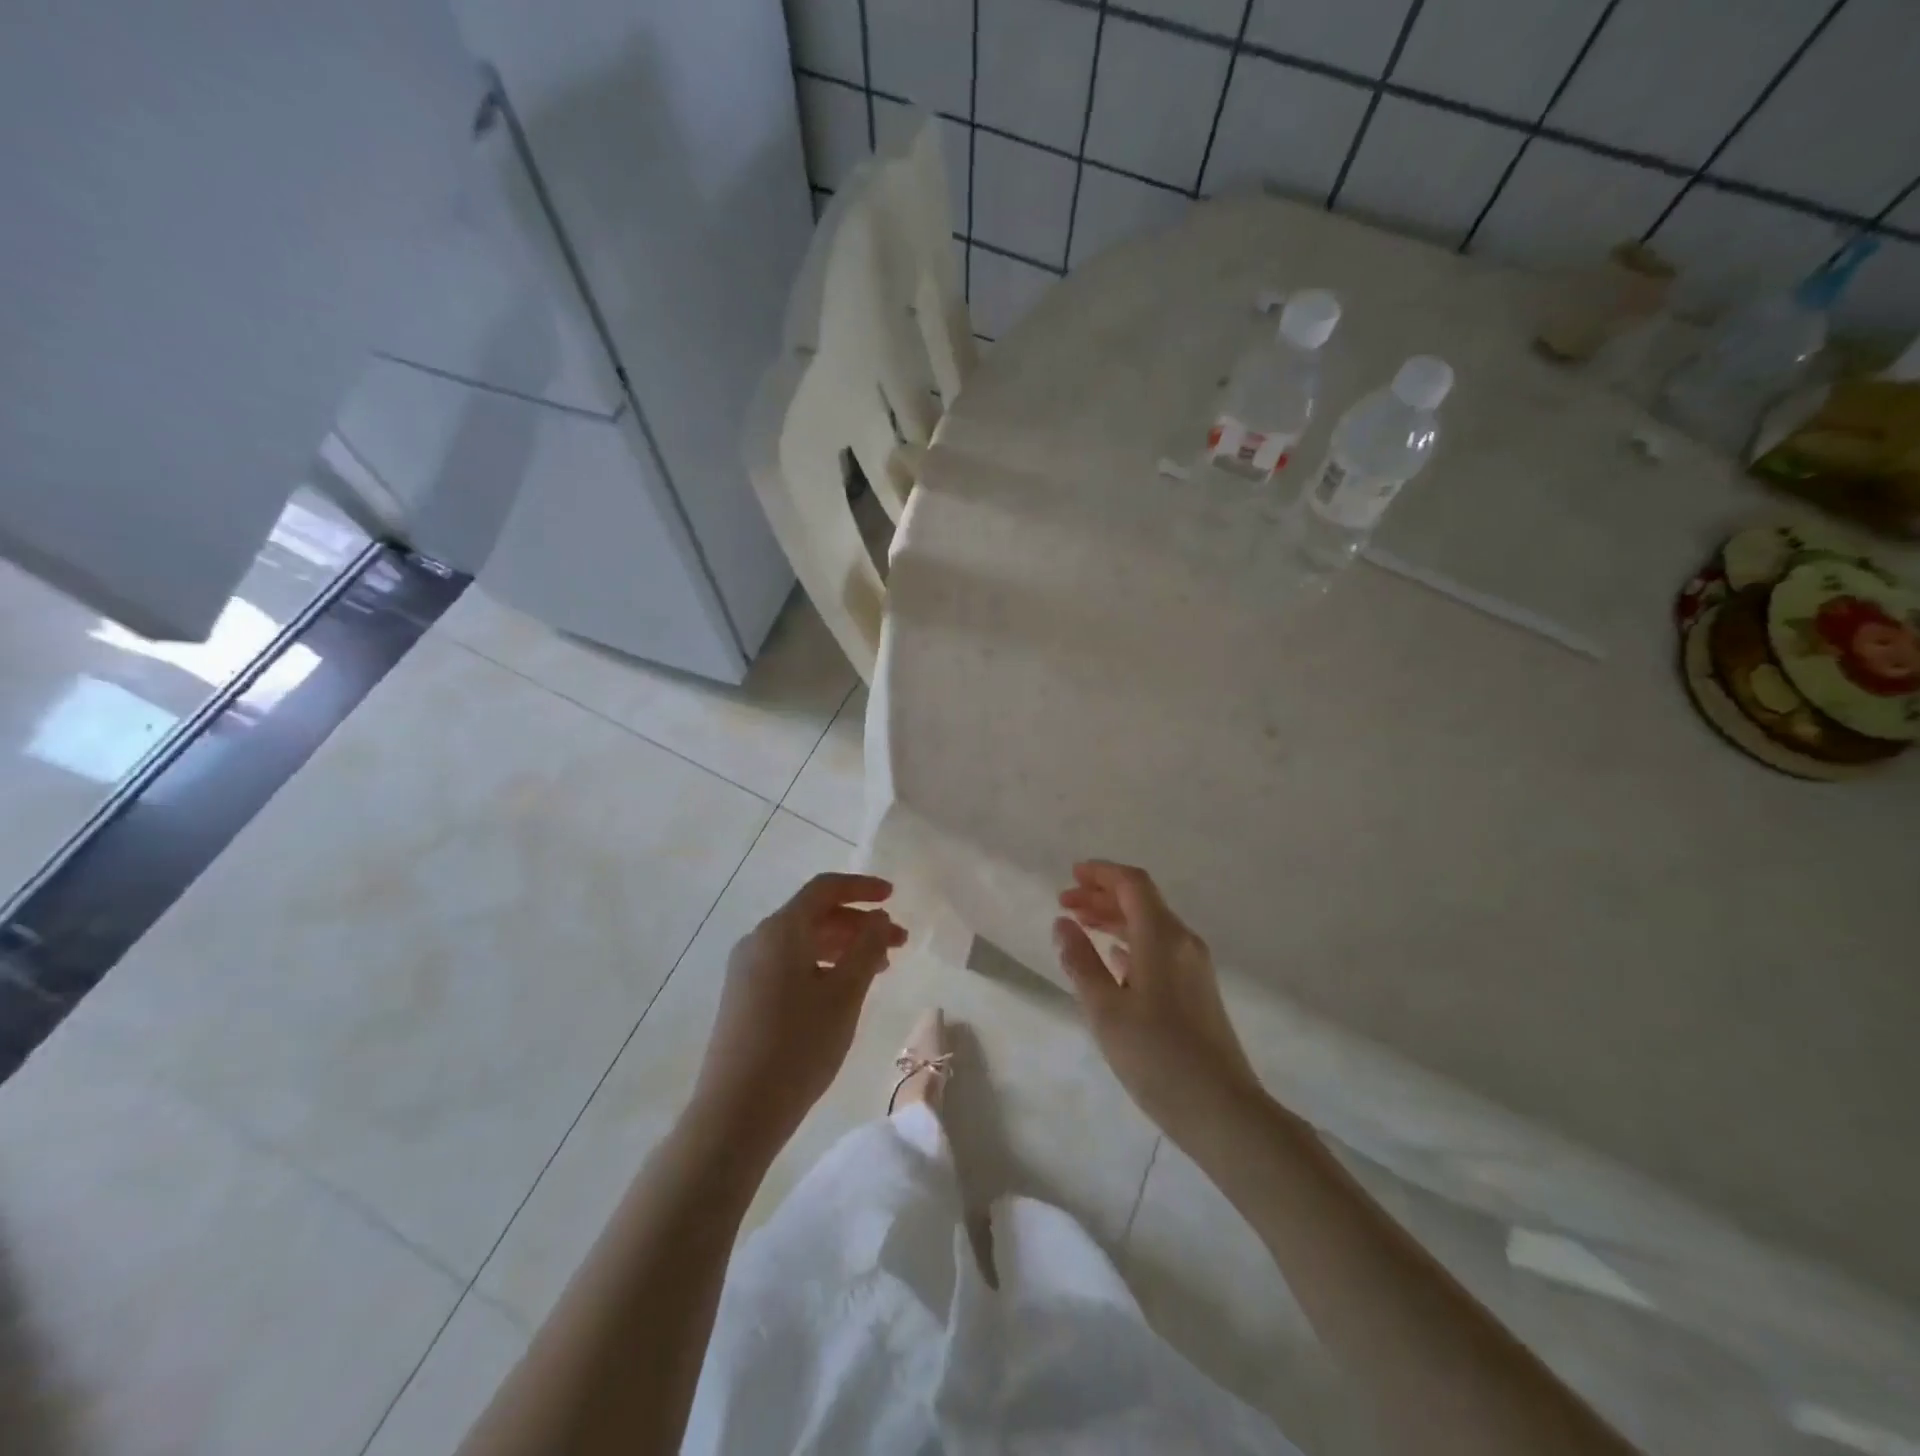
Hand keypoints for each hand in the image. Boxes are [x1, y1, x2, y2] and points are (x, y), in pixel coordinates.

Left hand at [693, 873, 906, 1153]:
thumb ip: (867, 948)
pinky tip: (842, 990)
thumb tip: (879, 918)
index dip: (862, 888)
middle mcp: (759, 940)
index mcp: (781, 930)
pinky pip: (789, 963)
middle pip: (815, 915)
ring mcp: (746, 969)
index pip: (825, 889)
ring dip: (843, 946)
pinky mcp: (744, 996)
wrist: (735, 1113)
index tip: (893, 897)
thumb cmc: (797, 1046)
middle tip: (898, 943)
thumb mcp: (844, 994)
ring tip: (879, 969)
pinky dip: (821, 965)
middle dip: (859, 923)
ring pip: (803, 941)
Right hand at [1055, 861, 1262, 1140]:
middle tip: (1065, 901)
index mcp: (1162, 937)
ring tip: (1080, 925)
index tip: (1071, 875)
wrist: (1223, 1110)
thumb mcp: (1106, 1009)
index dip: (1101, 873)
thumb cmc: (1157, 1056)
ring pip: (1150, 925)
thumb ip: (1081, 962)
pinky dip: (1130, 942)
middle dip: (1102, 895)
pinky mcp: (1196, 990)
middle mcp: (1182, 942)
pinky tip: (1113, 958)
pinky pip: (1158, 948)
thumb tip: (1063, 924)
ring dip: (1114, 918)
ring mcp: (1193, 967)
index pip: (1133, 884)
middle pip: (1141, 901)